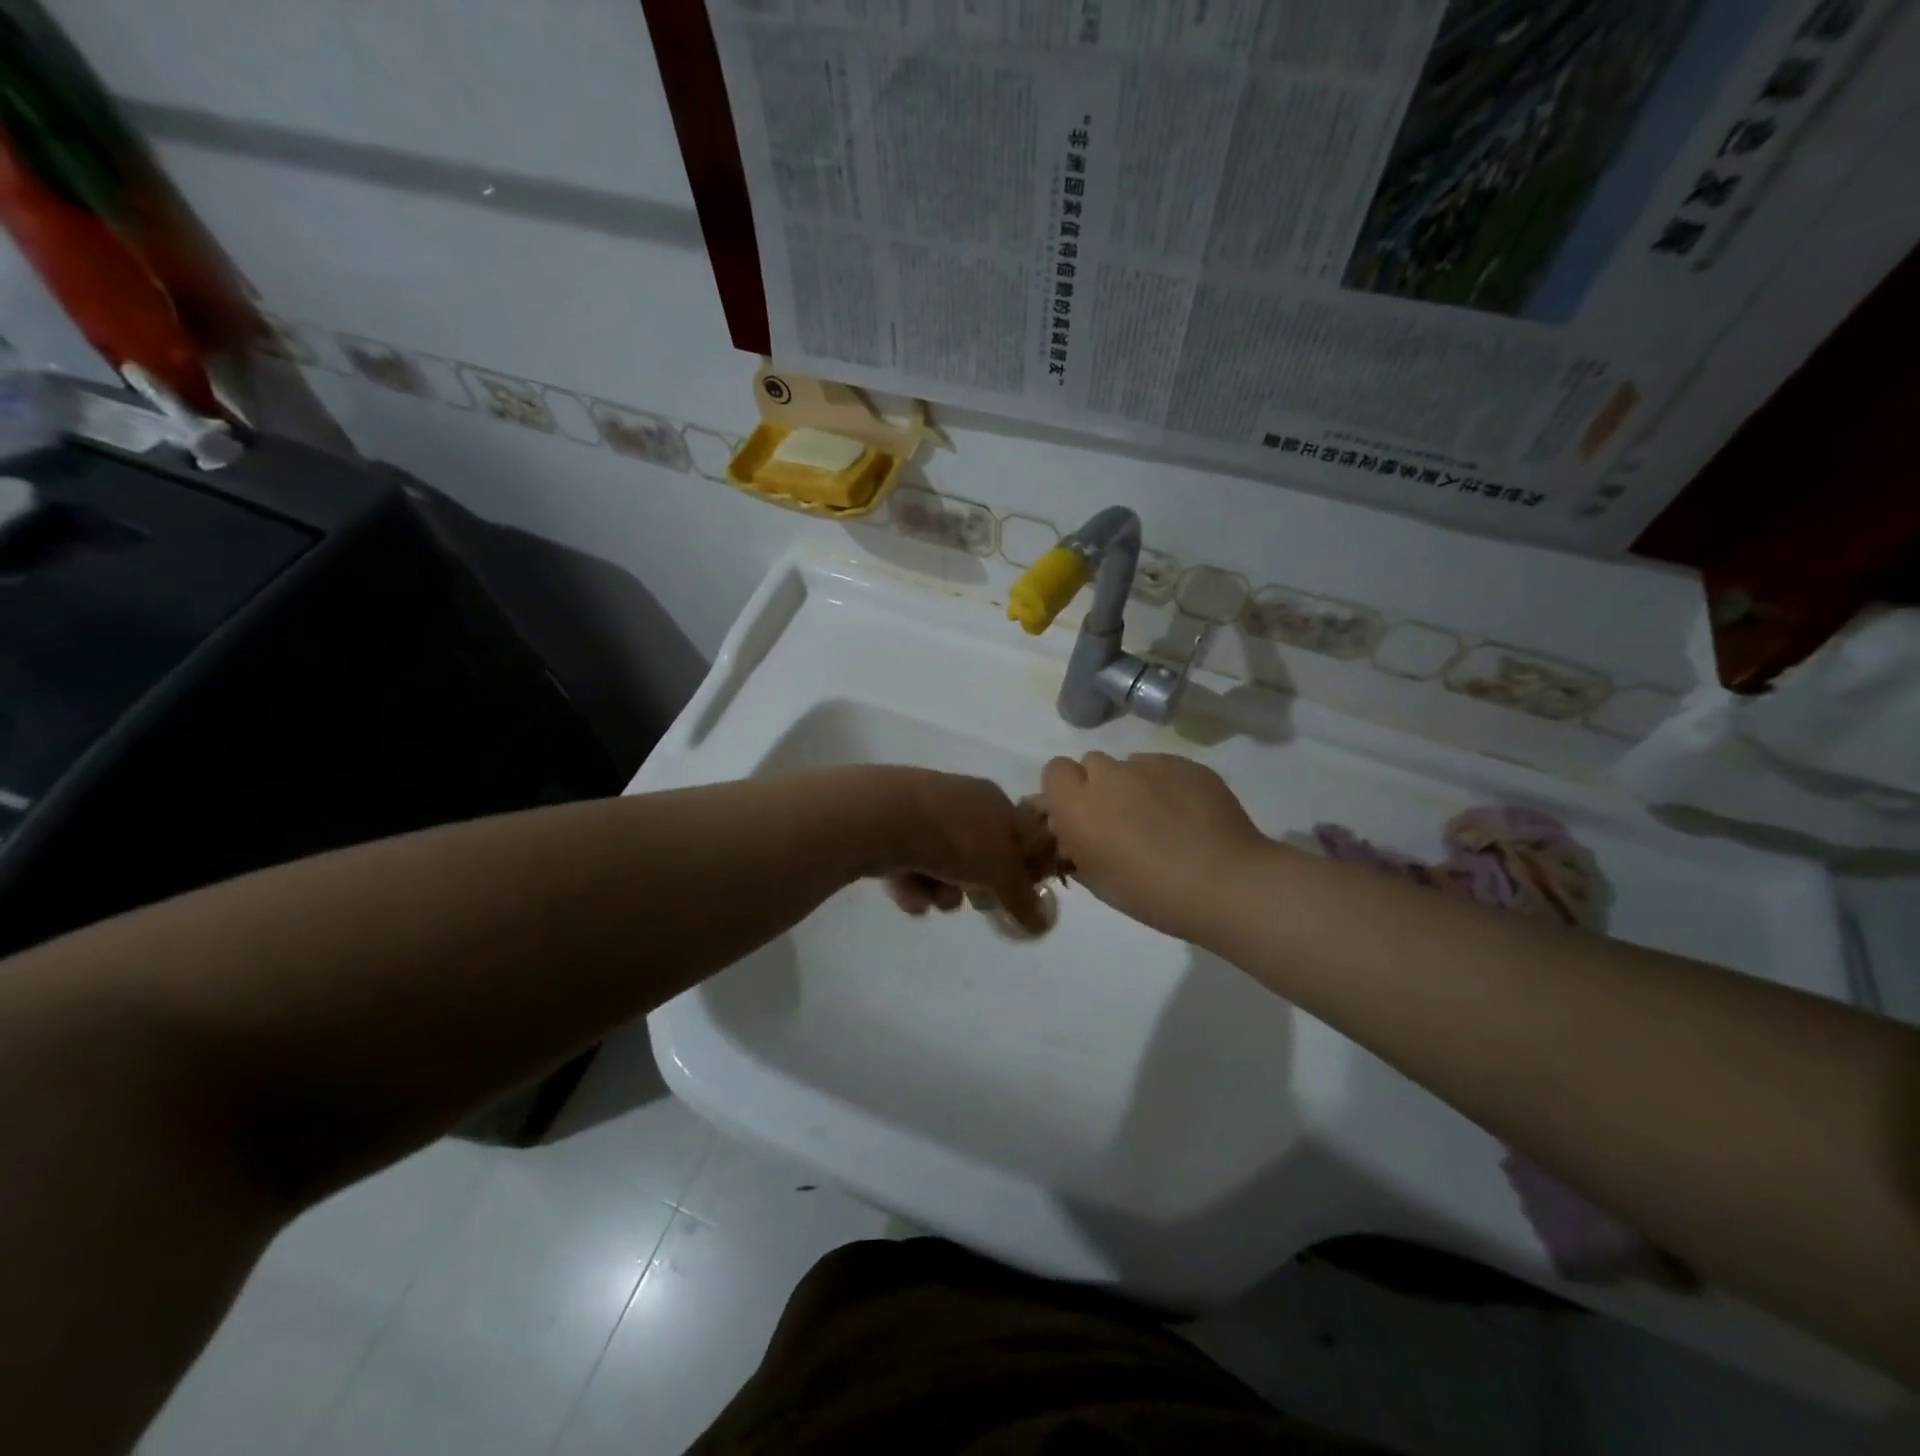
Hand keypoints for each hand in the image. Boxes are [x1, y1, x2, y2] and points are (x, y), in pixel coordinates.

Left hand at [862, 768, 1049, 932]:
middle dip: (977, 886)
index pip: (1021, 836)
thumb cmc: (959, 839)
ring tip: (931, 897)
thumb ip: (1022, 899)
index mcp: (996, 801)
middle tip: (974, 901)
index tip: (1016, 898)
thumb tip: (1040, 923)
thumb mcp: (1002, 873)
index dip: (1022, 870)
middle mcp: (962, 802)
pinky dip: (912, 884)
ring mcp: (925, 814)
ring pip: (944, 865)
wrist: (889, 817)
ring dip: (942, 891)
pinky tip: (906, 893)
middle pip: (980, 855)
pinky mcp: (892, 828)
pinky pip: (911, 865)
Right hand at [1040, 751, 1270, 942]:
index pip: (1054, 772)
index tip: (1080, 817)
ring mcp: (1149, 764)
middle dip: (1099, 786)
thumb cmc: (1151, 893)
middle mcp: (1108, 774)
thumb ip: (1076, 849)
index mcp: (1077, 805)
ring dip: (1134, 785)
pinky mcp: (1185, 763)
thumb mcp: (1098, 881)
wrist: (1224, 882)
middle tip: (1121, 820)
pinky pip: (1163, 766)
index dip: (1065, 792)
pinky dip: (1166, 785)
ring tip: (1161, 819)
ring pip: (1129, 765)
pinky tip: (1187, 815)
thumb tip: (1073, 836)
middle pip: (1091, 764)